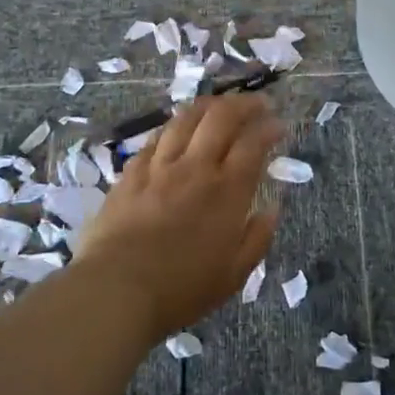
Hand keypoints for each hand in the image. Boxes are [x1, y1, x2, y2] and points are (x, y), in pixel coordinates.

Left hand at [77, 93, 282, 343]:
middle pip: (221, 118)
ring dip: (208, 106)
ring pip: (186, 119)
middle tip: (256, 104)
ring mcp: (159, 167)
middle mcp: (196, 168)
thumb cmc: (181, 290)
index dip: (269, 128)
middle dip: (243, 104)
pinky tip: (177, 131)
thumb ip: (257, 238)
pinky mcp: (130, 174)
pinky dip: (174, 128)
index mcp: (227, 192)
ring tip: (220, 106)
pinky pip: (155, 139)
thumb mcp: (233, 275)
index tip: (278, 125)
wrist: (115, 291)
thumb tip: (271, 210)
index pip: (253, 143)